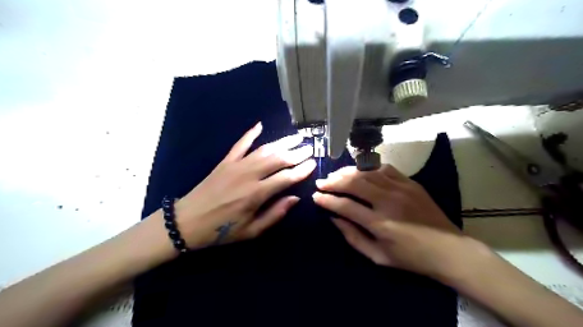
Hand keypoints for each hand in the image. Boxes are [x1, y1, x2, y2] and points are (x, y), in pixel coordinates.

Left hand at [175, 122, 316, 247]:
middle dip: (296, 152)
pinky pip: (240, 144)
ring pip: (263, 149)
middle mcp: (249, 175)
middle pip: (278, 159)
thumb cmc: (221, 231)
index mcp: (256, 194)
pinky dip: (250, 134)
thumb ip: (275, 214)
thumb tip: (295, 198)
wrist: (187, 222)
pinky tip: (260, 125)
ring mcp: (236, 165)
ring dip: (281, 142)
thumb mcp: (251, 231)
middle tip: (310, 147)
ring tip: (296, 136)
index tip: (314, 163)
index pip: (286, 177)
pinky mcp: (225, 162)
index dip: (302, 170)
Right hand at [312, 167, 466, 281]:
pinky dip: (369, 168)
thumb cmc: (411, 257)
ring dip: (347, 172)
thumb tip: (334, 219)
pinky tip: (360, 172)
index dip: (327, 200)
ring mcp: (401, 189)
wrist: (449, 250)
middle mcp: (388, 201)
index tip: (315, 197)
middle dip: (333, 181)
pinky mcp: (410, 183)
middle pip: (354, 183)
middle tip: (321, 182)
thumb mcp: (378, 256)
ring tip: (335, 175)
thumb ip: (353, 237)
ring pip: (367, 173)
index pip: (345, 206)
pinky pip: (384, 168)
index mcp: (380, 223)